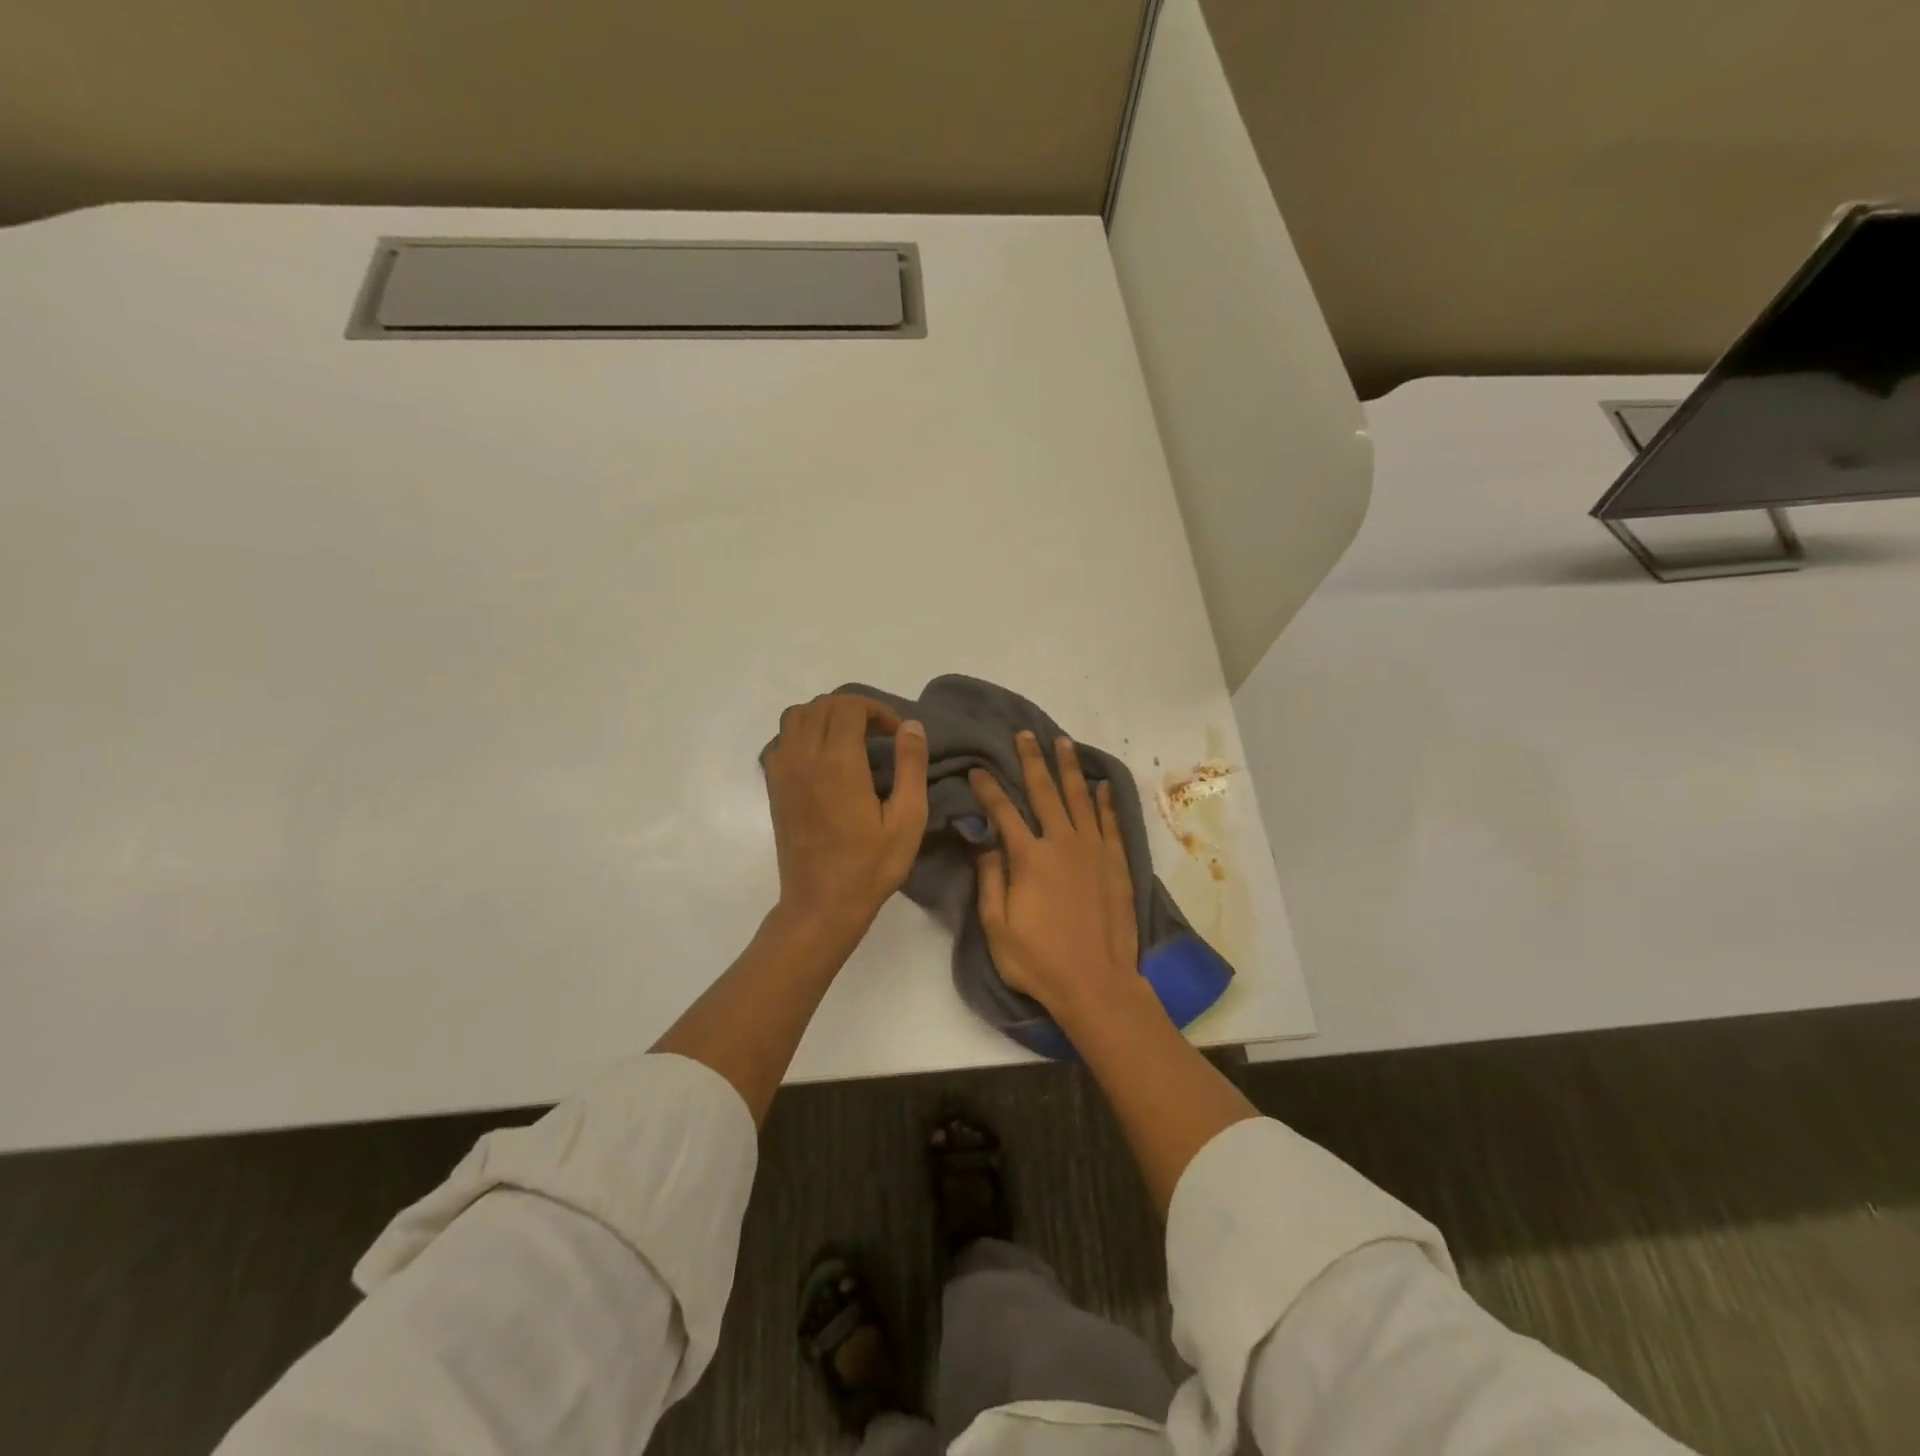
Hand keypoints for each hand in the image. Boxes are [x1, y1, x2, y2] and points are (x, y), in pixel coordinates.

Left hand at [762, 694, 928, 938]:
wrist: (821, 905)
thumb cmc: (870, 866)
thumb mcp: (907, 819)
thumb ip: (910, 766)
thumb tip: (910, 725)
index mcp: (838, 762)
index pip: (849, 706)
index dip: (877, 709)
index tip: (896, 733)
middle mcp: (804, 757)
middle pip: (822, 706)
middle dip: (854, 709)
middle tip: (879, 733)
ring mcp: (783, 771)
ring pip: (796, 716)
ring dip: (825, 716)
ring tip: (850, 738)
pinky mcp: (774, 787)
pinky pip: (782, 740)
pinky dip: (803, 733)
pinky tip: (824, 757)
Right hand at [971, 732, 1138, 1019]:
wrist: (1097, 984)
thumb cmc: (1039, 961)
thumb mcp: (997, 928)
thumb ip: (989, 880)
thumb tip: (983, 841)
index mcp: (1029, 858)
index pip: (1003, 811)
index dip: (988, 787)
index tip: (978, 769)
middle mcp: (1062, 843)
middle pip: (1044, 792)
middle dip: (1031, 761)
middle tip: (1025, 735)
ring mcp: (1093, 851)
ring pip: (1079, 798)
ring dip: (1069, 768)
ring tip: (1063, 742)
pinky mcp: (1117, 863)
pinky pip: (1109, 822)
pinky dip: (1104, 801)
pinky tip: (1101, 785)